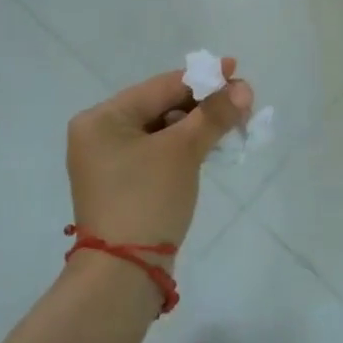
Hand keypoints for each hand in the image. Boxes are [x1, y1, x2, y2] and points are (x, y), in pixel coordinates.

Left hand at [66, 61, 252, 258]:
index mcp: (102, 118)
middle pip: (161, 106)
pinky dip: (185, 147)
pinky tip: (212, 145)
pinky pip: (158, 152)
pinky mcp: (124, 184)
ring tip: (234, 123)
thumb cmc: (147, 198)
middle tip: (242, 101)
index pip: (160, 87)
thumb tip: (243, 89)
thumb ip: (213, 115)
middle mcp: (99, 135)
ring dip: (198, 126)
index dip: (202, 78)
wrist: (124, 273)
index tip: (236, 69)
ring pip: (162, 131)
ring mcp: (110, 162)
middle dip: (203, 104)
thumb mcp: (183, 151)